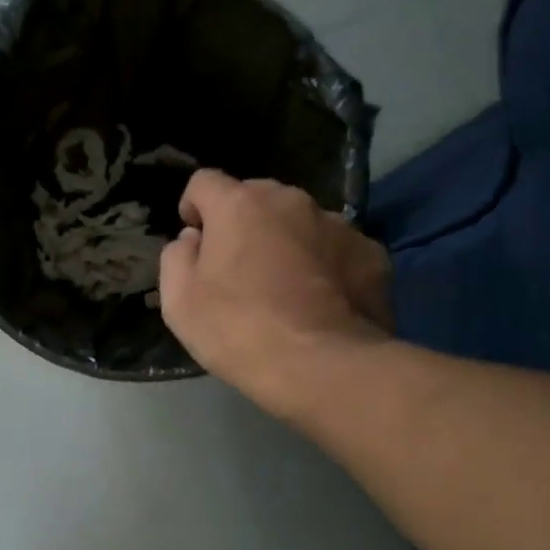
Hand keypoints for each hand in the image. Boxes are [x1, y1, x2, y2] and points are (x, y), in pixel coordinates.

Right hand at [158, 170, 392, 415]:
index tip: (196, 239)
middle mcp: (291, 201)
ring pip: (300, 222)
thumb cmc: (238, 330)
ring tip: (285, 288)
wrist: (323, 367)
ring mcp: (338, 224)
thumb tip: (193, 239)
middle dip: (243, 223)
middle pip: (257, 198)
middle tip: (239, 269)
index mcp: (239, 204)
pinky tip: (322, 302)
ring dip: (287, 242)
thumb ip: (177, 257)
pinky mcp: (372, 254)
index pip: (205, 182)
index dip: (194, 207)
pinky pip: (337, 250)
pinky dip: (325, 266)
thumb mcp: (179, 301)